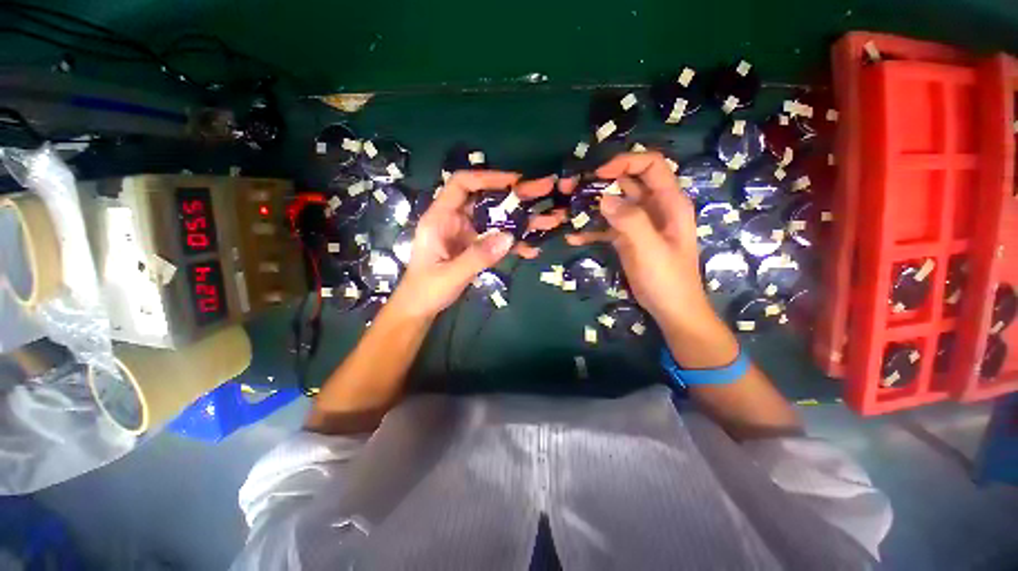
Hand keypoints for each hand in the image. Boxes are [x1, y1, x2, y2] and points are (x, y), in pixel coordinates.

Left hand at [393, 171, 557, 317]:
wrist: (420, 309)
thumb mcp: (451, 275)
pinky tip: (532, 249)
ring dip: (523, 220)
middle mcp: (456, 220)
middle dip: (517, 196)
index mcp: (440, 218)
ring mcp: (468, 234)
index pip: (462, 184)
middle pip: (487, 199)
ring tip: (551, 221)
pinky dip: (515, 243)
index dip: (488, 178)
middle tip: (546, 190)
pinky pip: (498, 239)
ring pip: (497, 219)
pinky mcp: (476, 247)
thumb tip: (509, 237)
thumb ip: (478, 256)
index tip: (516, 182)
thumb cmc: (426, 290)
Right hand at [560, 152, 715, 330]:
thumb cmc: (667, 279)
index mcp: (669, 203)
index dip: (625, 162)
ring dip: (592, 206)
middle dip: (601, 184)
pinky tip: (574, 239)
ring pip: (614, 204)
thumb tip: (604, 198)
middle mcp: (654, 207)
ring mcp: (639, 224)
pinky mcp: (627, 239)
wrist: (670, 309)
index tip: (598, 175)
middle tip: (572, 190)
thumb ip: (630, 221)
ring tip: (568, 211)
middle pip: (627, 183)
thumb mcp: (650, 249)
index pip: (650, 166)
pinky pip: (607, 227)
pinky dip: (592, 230)